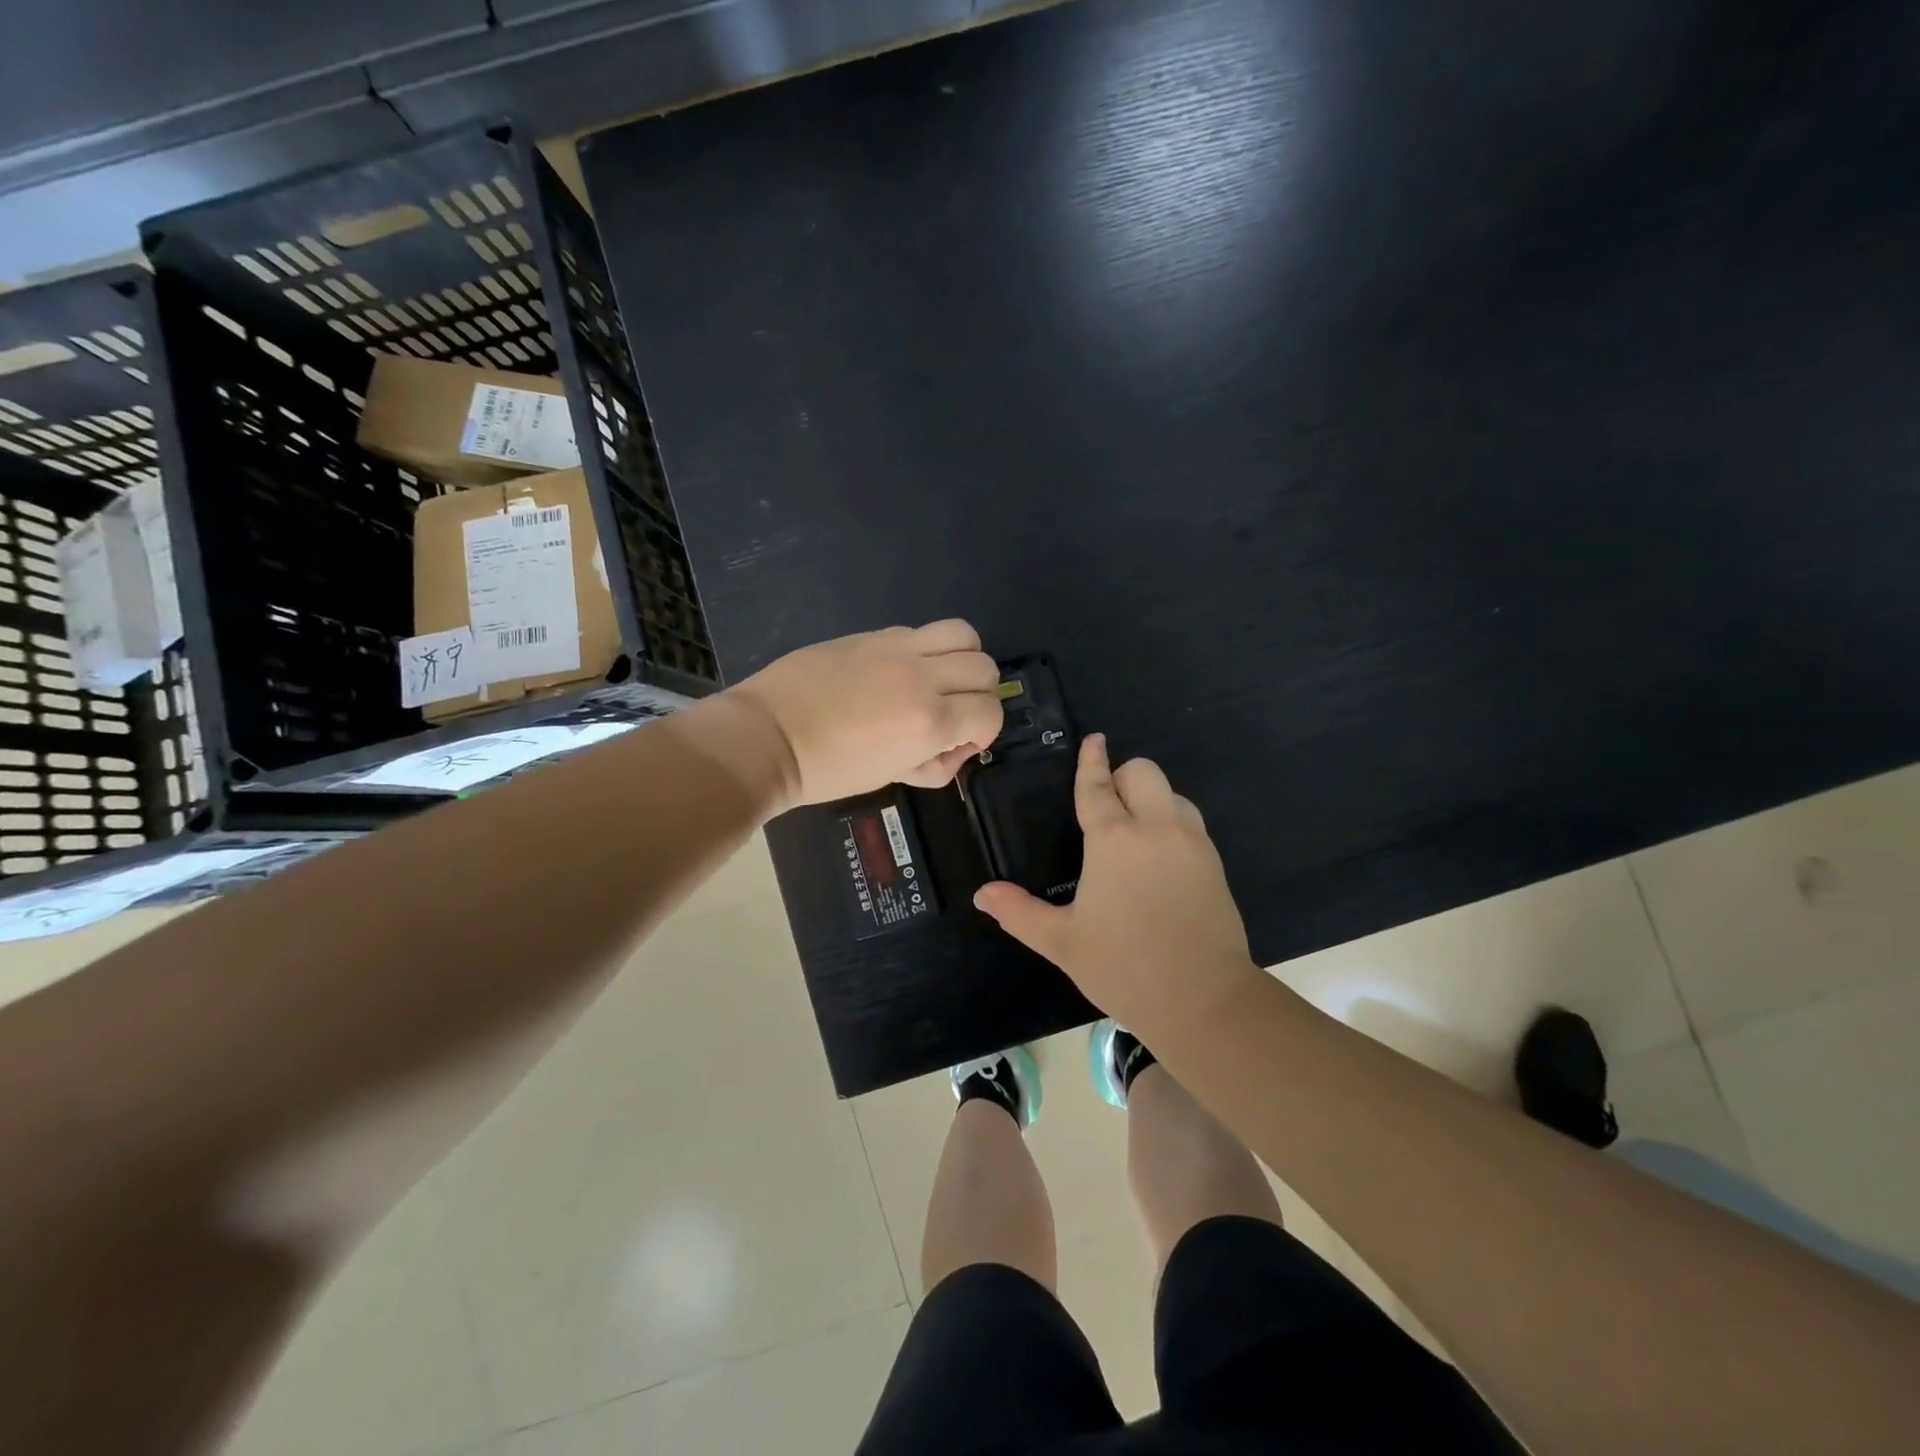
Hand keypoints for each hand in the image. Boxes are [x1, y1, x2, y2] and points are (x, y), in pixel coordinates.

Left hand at [730, 620, 1003, 806]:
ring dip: (963, 659)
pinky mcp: (872, 634)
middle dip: (979, 695)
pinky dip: (926, 650)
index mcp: (929, 721)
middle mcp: (922, 677)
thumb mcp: (891, 777)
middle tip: (952, 713)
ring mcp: (896, 648)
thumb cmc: (828, 771)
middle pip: (985, 669)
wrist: (768, 737)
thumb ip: (934, 763)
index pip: (990, 712)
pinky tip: (899, 671)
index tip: (958, 743)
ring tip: (938, 679)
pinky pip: (920, 631)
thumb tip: (953, 747)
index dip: (983, 731)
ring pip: (964, 634)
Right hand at [972, 734, 1261, 1034]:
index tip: (1093, 740)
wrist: (1204, 1000)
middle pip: (1143, 772)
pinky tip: (1159, 860)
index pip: (1098, 786)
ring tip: (1134, 833)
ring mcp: (1192, 843)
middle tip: (1107, 807)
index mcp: (1114, 840)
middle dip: (1123, 776)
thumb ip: (1020, 913)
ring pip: (1172, 793)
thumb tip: (982, 895)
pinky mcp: (1215, 863)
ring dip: (1151, 798)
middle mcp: (1156, 828)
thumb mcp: (1063, 942)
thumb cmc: (1124, 967)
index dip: (1091, 760)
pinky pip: (1190, 822)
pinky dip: (1171, 823)